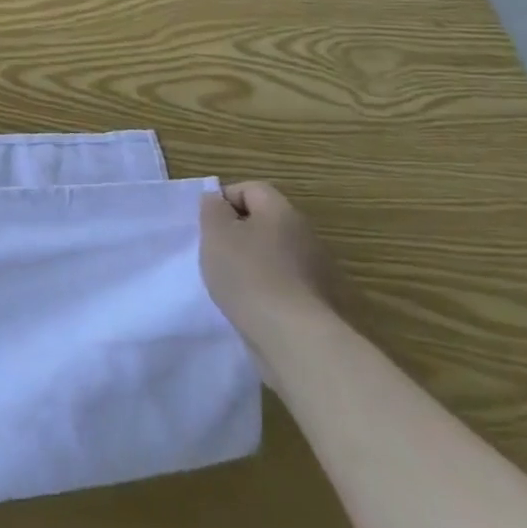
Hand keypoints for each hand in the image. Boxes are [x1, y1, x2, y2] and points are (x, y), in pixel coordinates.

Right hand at [199, 181, 340, 349]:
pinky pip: (285, 280)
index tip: (207, 225)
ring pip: (275, 252)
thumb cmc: (248, 275)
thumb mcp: (215, 234)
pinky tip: (252, 303)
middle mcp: (305, 234)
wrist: (295, 339)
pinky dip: (267, 286)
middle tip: (216, 251)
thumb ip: (212, 209)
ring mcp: (317, 269)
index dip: (224, 200)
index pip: (251, 188)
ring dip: (253, 260)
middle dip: (238, 232)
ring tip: (231, 281)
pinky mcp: (319, 300)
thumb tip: (218, 200)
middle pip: (265, 220)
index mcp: (281, 211)